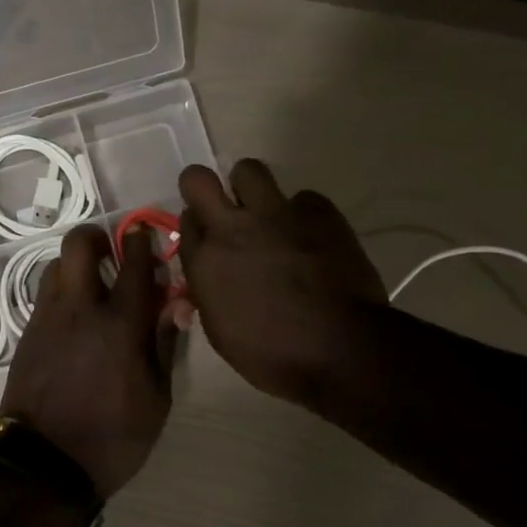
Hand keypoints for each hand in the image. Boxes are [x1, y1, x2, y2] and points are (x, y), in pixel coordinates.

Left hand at [0, 226, 183, 498]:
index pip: (134, 264)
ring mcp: (47, 319)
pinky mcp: (27, 335)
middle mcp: (80, 310)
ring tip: (91, 289)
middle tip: (111, 253)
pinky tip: (74, 320)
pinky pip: (45, 296)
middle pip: (79, 245)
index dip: (141, 241)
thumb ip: (164, 343)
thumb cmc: (113, 438)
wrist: (44, 467)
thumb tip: (177, 303)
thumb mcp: (157, 399)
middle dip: (96, 237)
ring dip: (75, 267)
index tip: (144, 232)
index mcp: (121, 325)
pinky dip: (62, 294)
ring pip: (56, 267)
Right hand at [177, 160, 389, 406]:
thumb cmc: (273, 355)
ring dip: (252, 188)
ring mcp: (276, 214)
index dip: (197, 226)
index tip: (208, 237)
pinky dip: (304, 214)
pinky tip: (313, 238)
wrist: (341, 349)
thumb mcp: (221, 332)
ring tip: (269, 215)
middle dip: (205, 187)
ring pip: (249, 170)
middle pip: (199, 179)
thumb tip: (207, 279)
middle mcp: (232, 228)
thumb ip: (209, 293)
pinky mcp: (318, 211)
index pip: (185, 222)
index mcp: (204, 261)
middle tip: (223, 207)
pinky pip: (303, 198)